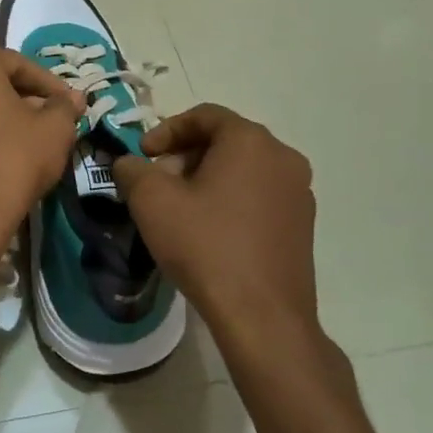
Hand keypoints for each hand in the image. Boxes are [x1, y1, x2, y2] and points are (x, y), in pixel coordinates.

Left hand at [0, 47, 82, 271]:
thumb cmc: (12, 161)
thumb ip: (65, 107)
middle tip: (51, 122)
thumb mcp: (54, 130)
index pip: (19, 64)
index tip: (69, 105)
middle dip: (24, 100)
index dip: (50, 84)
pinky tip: (0, 158)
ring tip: (28, 142)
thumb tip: (73, 98)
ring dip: (0, 118)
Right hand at [112, 104, 318, 345]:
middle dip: (186, 156)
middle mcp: (283, 157)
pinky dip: (232, 200)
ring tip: (181, 209)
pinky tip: (211, 231)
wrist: (262, 317)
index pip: (204, 115)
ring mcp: (299, 192)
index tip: (143, 155)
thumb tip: (129, 163)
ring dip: (208, 178)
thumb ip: (133, 170)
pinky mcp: (303, 225)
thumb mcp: (152, 201)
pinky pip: (260, 196)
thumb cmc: (205, 246)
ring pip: (244, 169)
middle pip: (225, 141)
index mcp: (250, 140)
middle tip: (158, 183)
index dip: (166, 130)